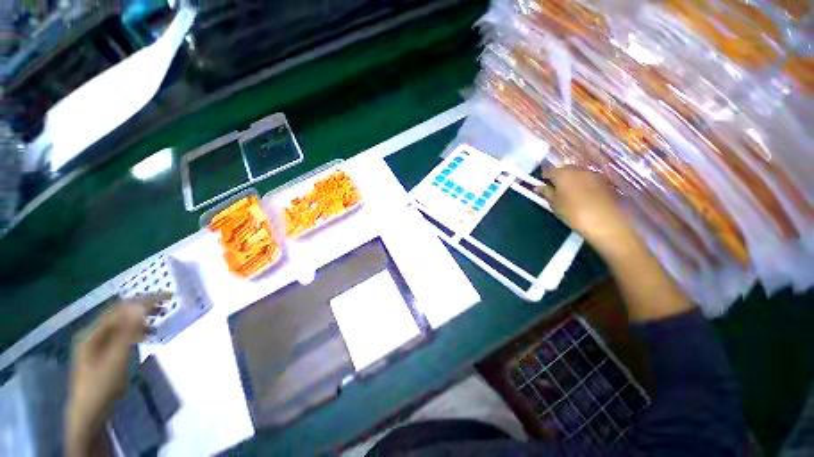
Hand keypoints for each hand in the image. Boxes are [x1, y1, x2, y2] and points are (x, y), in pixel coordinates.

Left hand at [65, 293, 168, 455]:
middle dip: (141, 309)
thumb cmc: (102, 384)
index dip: (142, 301)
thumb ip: (128, 331)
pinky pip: (120, 337)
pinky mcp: (102, 356)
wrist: (89, 415)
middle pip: (119, 316)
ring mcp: (95, 347)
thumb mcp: (116, 357)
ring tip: (158, 321)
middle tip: (165, 306)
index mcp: (92, 334)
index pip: (119, 310)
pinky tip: (145, 337)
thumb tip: (141, 305)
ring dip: (139, 321)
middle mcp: (92, 336)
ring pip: (120, 327)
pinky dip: (134, 333)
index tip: (165, 297)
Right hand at [536, 166, 635, 254]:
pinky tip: (581, 196)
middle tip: (554, 189)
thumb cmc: (574, 213)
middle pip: (564, 169)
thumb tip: (539, 187)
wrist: (606, 222)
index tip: (541, 185)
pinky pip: (588, 179)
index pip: (549, 170)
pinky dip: (582, 184)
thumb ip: (547, 193)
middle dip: (558, 177)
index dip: (544, 177)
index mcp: (563, 174)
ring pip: (577, 173)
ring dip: (571, 180)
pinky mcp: (604, 181)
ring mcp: (593, 174)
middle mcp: (578, 170)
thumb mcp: (555, 205)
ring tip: (568, 194)